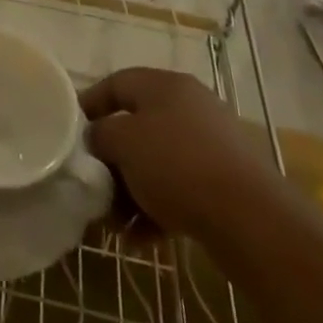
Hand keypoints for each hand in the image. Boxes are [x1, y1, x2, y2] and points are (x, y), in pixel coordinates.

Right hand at [81, 67, 269, 241]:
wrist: (252, 220)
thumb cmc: (178, 165)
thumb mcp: (124, 143)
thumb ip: (101, 135)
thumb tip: (97, 138)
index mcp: (164, 85)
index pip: (116, 84)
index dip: (89, 104)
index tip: (70, 131)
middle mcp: (189, 107)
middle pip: (137, 126)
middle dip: (112, 159)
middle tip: (95, 185)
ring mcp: (211, 145)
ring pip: (158, 162)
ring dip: (132, 190)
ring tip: (116, 223)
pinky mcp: (226, 183)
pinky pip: (180, 189)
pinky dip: (158, 208)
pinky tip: (141, 238)